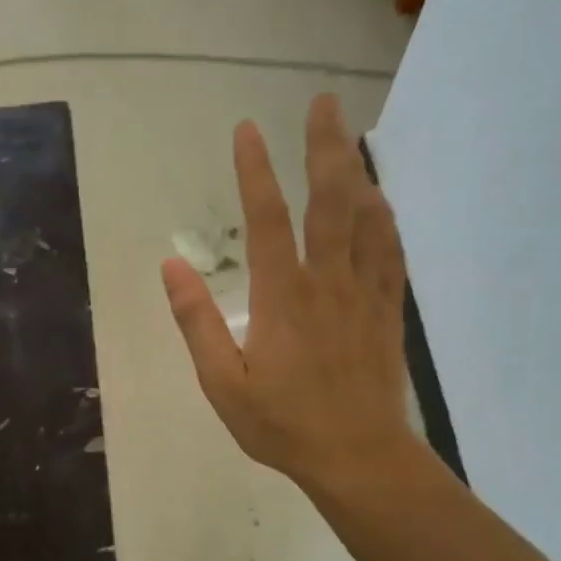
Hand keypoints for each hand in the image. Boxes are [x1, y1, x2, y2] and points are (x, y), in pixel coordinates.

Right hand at [161, 93, 418, 496]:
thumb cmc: (282, 425)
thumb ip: (196, 323)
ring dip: (356, 171)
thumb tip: (171, 267)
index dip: (255, 171)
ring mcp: (363, 294)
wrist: (358, 457)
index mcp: (282, 298)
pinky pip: (390, 251)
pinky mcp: (387, 311)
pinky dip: (384, 218)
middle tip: (323, 102)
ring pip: (366, 218)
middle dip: (324, 147)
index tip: (246, 130)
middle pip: (330, 200)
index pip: (267, 219)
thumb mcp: (222, 384)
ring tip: (348, 136)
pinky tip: (378, 200)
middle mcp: (327, 282)